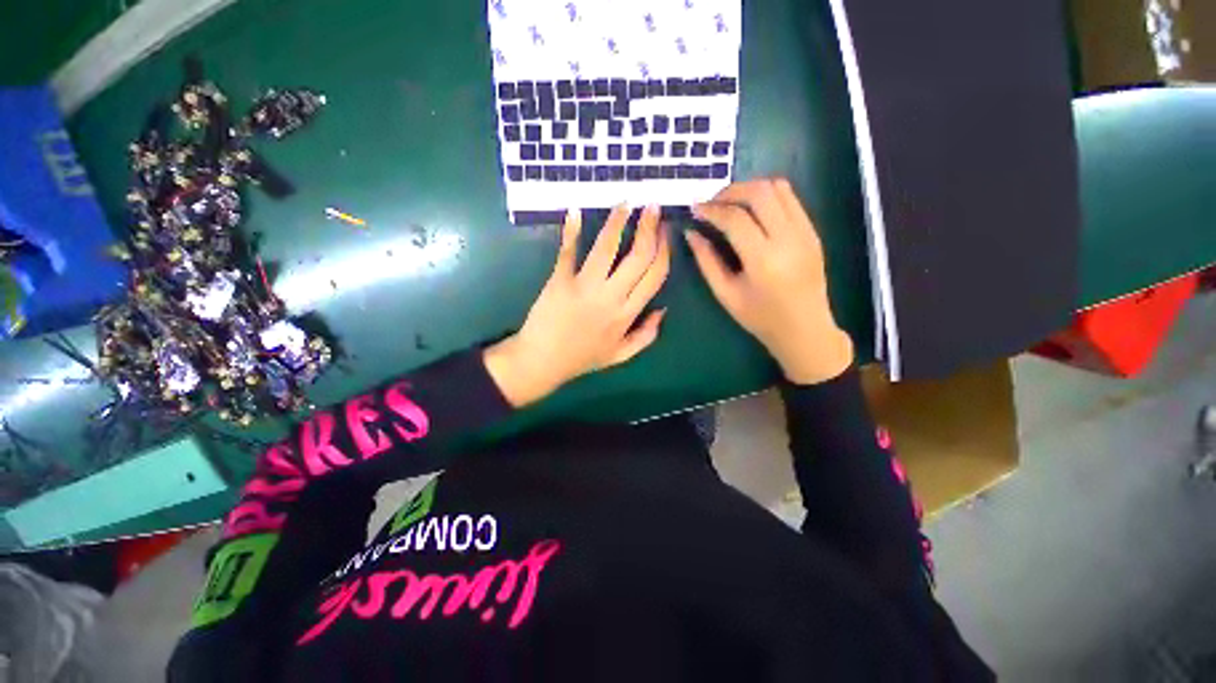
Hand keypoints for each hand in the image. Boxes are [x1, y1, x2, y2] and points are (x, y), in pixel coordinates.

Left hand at [484, 205, 670, 406]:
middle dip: (649, 228)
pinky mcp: (560, 280)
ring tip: (626, 203)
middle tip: (652, 207)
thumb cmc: (582, 358)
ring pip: (607, 248)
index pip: (655, 276)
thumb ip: (646, 335)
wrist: (542, 361)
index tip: (666, 233)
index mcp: (627, 314)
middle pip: (638, 257)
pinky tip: (576, 211)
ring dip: (618, 221)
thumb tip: (663, 310)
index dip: (664, 250)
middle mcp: (611, 297)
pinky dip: (572, 230)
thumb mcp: (620, 355)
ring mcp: (584, 287)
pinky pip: (568, 252)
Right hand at [685, 178, 853, 384]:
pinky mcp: (813, 230)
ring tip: (730, 203)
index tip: (694, 209)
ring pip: (778, 188)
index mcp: (763, 260)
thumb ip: (706, 261)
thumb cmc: (760, 317)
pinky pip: (790, 198)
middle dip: (730, 191)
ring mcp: (805, 231)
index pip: (735, 218)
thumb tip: (691, 233)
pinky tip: (752, 210)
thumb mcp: (725, 293)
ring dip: (749, 188)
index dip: (711, 209)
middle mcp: (788, 238)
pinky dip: (767, 195)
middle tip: (711, 203)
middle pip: (759, 192)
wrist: (805, 329)